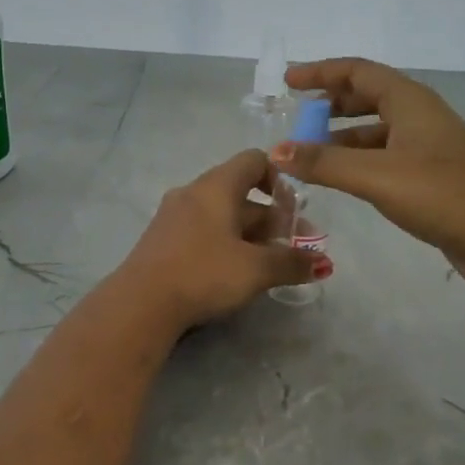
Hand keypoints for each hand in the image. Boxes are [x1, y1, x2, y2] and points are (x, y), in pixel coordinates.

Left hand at [114, 149, 322, 329]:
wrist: (140, 304)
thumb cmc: (204, 273)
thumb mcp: (256, 269)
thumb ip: (292, 262)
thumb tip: (324, 263)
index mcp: (216, 186)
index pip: (254, 160)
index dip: (280, 178)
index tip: (295, 209)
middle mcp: (193, 192)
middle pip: (241, 192)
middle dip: (272, 218)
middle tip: (296, 246)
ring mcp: (174, 216)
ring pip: (222, 215)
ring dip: (251, 234)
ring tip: (271, 264)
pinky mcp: (163, 240)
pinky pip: (203, 231)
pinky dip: (226, 243)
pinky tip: (236, 272)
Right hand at [274, 57, 464, 286]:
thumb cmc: (441, 194)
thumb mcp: (376, 175)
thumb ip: (324, 163)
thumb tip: (276, 151)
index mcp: (410, 101)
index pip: (358, 72)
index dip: (321, 72)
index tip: (288, 82)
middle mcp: (419, 116)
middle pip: (368, 96)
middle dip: (330, 104)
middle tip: (297, 118)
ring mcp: (427, 147)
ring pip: (375, 129)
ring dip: (341, 136)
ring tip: (308, 153)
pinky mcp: (431, 176)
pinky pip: (384, 155)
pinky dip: (357, 160)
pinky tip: (341, 179)